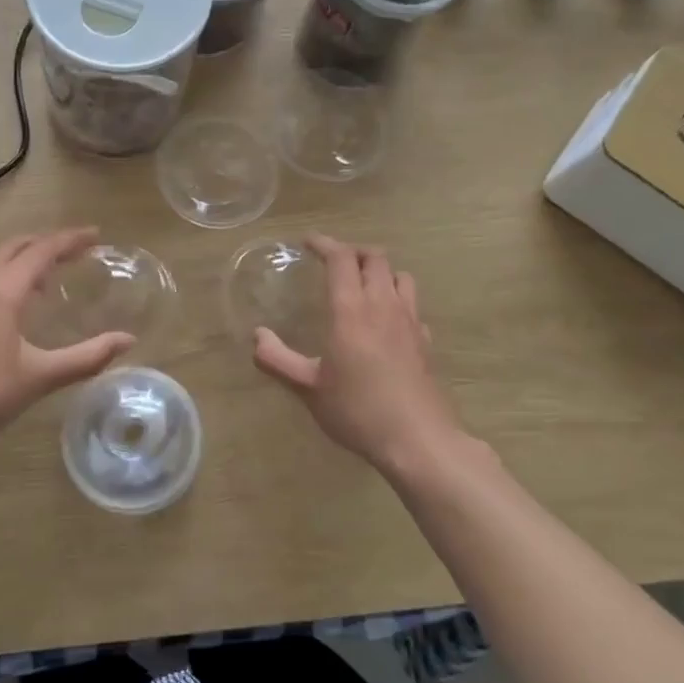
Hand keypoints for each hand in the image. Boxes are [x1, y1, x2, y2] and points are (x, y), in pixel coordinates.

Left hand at [0, 228, 133, 460]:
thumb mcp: (39, 378)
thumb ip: (86, 358)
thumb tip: (127, 340)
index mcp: (1, 290)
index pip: (42, 250)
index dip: (71, 239)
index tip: (97, 235)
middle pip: (17, 246)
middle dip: (49, 242)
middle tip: (79, 250)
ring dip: (27, 256)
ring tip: (54, 273)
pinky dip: (9, 272)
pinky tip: (19, 301)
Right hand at [253, 235, 465, 479]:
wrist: (417, 439)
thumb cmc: (357, 410)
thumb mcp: (308, 388)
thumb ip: (278, 359)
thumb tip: (257, 336)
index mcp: (351, 310)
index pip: (341, 258)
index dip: (324, 244)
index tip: (308, 243)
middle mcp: (383, 305)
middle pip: (375, 258)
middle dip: (353, 251)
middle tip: (333, 261)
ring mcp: (410, 321)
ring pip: (400, 275)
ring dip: (380, 270)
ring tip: (363, 283)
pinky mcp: (426, 341)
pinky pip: (413, 305)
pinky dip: (397, 299)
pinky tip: (387, 320)